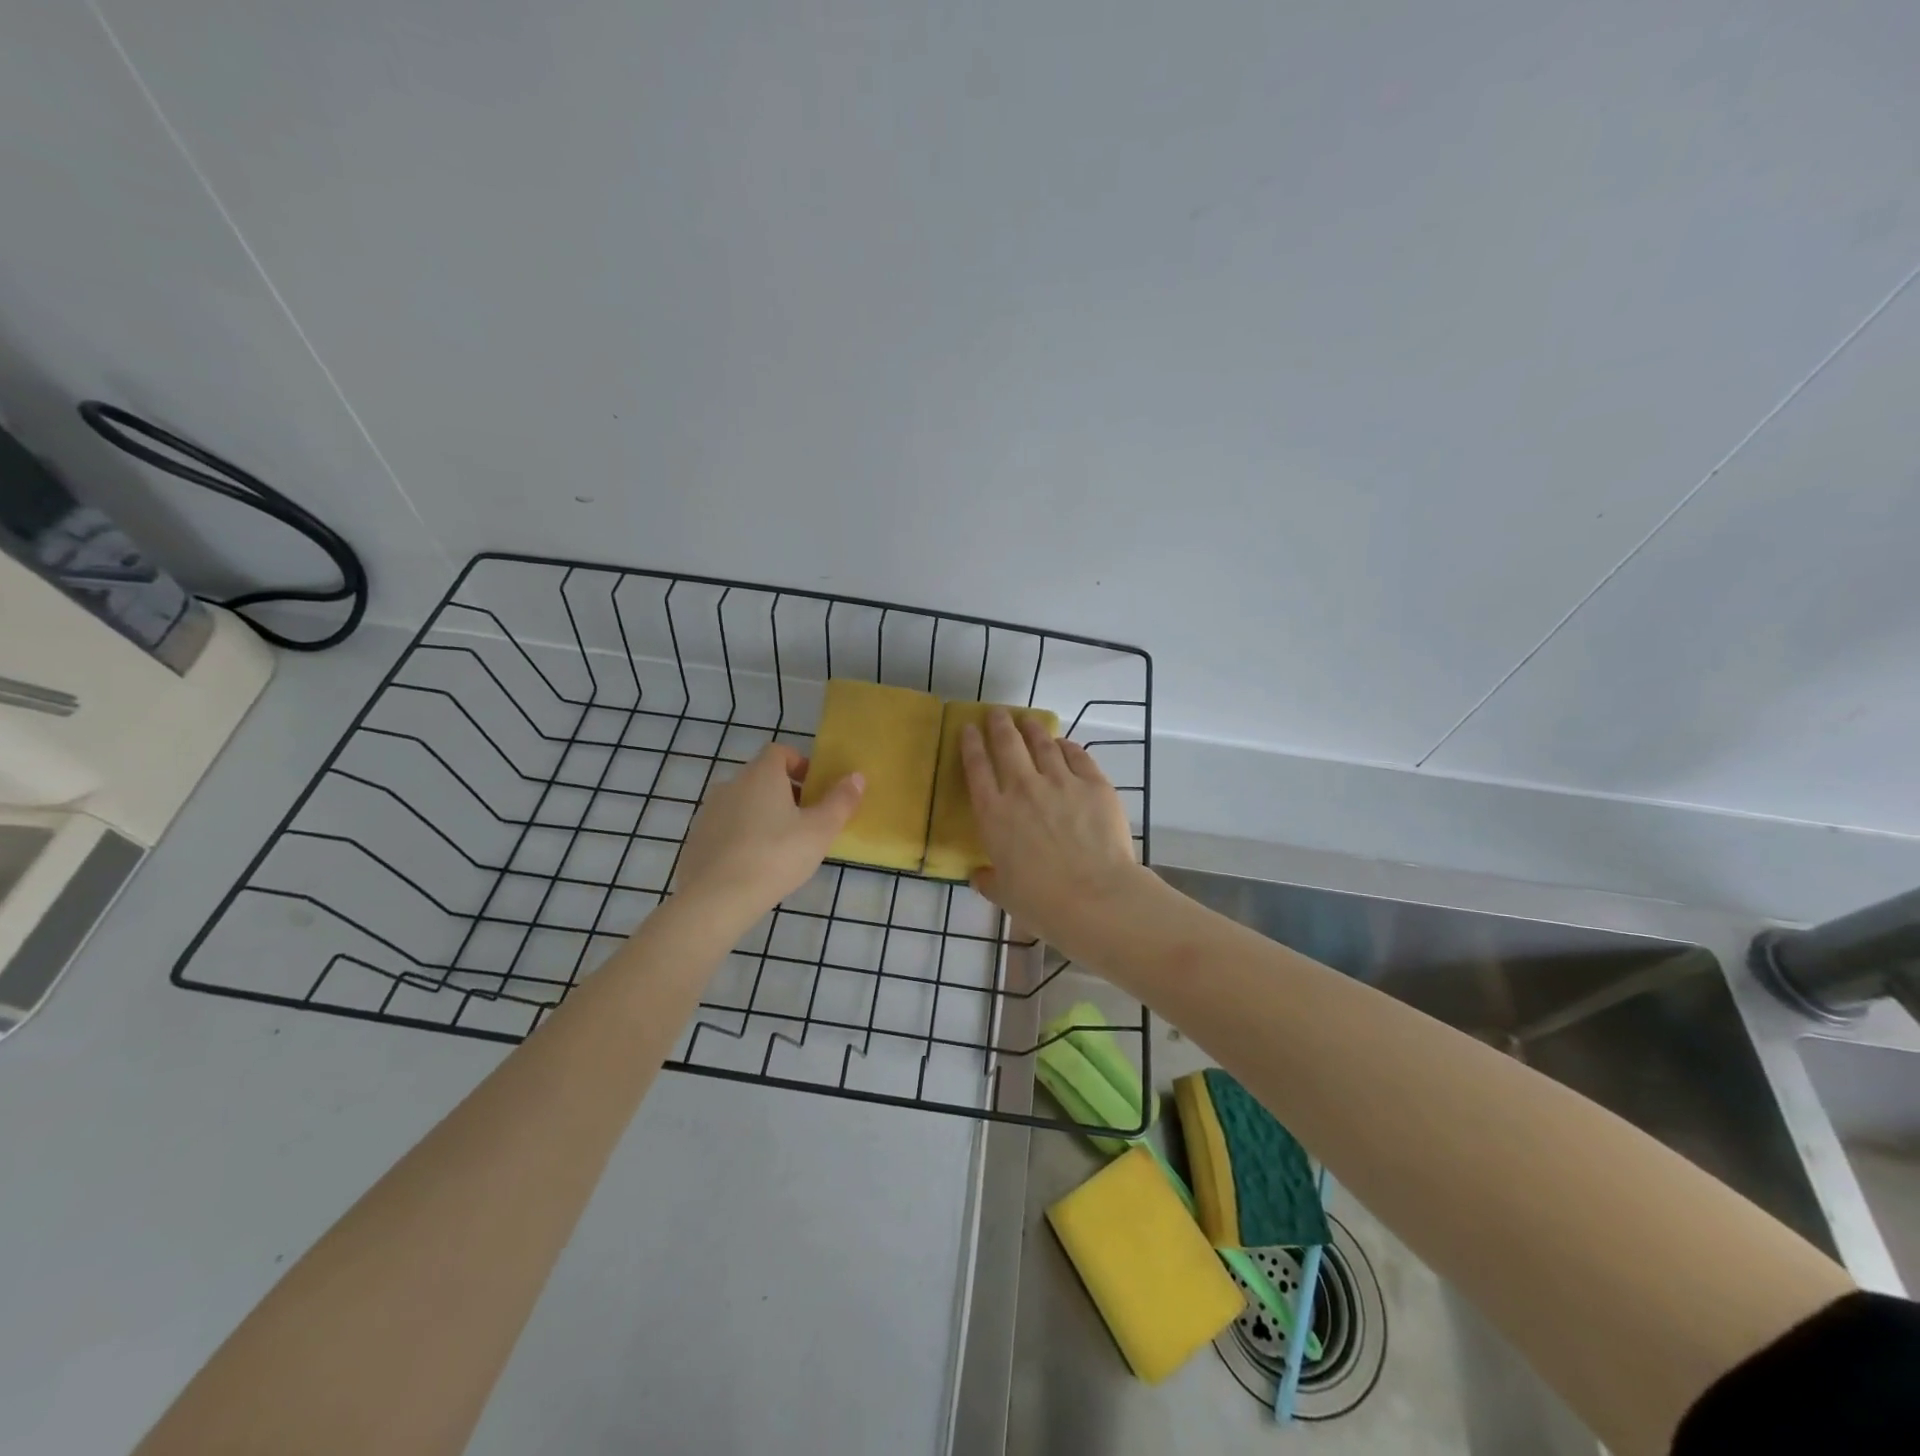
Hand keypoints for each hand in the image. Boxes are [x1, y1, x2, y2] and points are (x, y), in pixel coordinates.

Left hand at [672, 744, 862, 929]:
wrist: (716, 898)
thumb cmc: (775, 855)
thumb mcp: (820, 830)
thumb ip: (841, 801)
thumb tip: (857, 777)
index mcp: (761, 775)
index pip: (779, 751)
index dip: (799, 763)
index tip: (814, 787)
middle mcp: (731, 784)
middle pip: (761, 778)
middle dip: (785, 793)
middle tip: (805, 821)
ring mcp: (709, 812)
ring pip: (743, 803)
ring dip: (762, 815)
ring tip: (781, 847)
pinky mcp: (696, 839)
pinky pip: (726, 828)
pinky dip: (742, 837)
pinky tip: (754, 866)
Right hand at [959, 711, 1143, 952]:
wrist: (1095, 898)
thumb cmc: (1041, 902)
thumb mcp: (1004, 894)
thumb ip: (989, 880)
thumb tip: (980, 876)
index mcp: (994, 814)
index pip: (976, 768)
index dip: (970, 744)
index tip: (968, 728)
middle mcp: (1023, 788)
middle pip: (1007, 744)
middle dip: (999, 724)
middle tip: (997, 713)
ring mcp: (1061, 782)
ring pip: (1042, 743)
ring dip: (1032, 728)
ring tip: (1027, 720)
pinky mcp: (1094, 784)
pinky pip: (1077, 756)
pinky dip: (1067, 746)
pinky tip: (1063, 744)